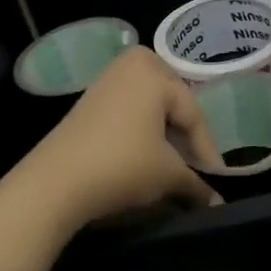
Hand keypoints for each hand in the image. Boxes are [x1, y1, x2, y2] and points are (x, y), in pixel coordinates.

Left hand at [16, 48, 223, 227]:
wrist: (53, 185)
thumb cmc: (122, 166)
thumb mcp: (168, 175)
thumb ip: (197, 184)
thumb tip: (217, 203)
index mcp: (153, 72)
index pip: (193, 113)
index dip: (207, 151)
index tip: (216, 180)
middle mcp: (130, 66)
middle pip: (172, 104)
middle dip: (186, 137)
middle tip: (196, 167)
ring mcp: (104, 83)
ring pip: (149, 109)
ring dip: (164, 137)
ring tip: (173, 166)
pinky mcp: (86, 105)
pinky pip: (127, 113)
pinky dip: (141, 134)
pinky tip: (144, 159)